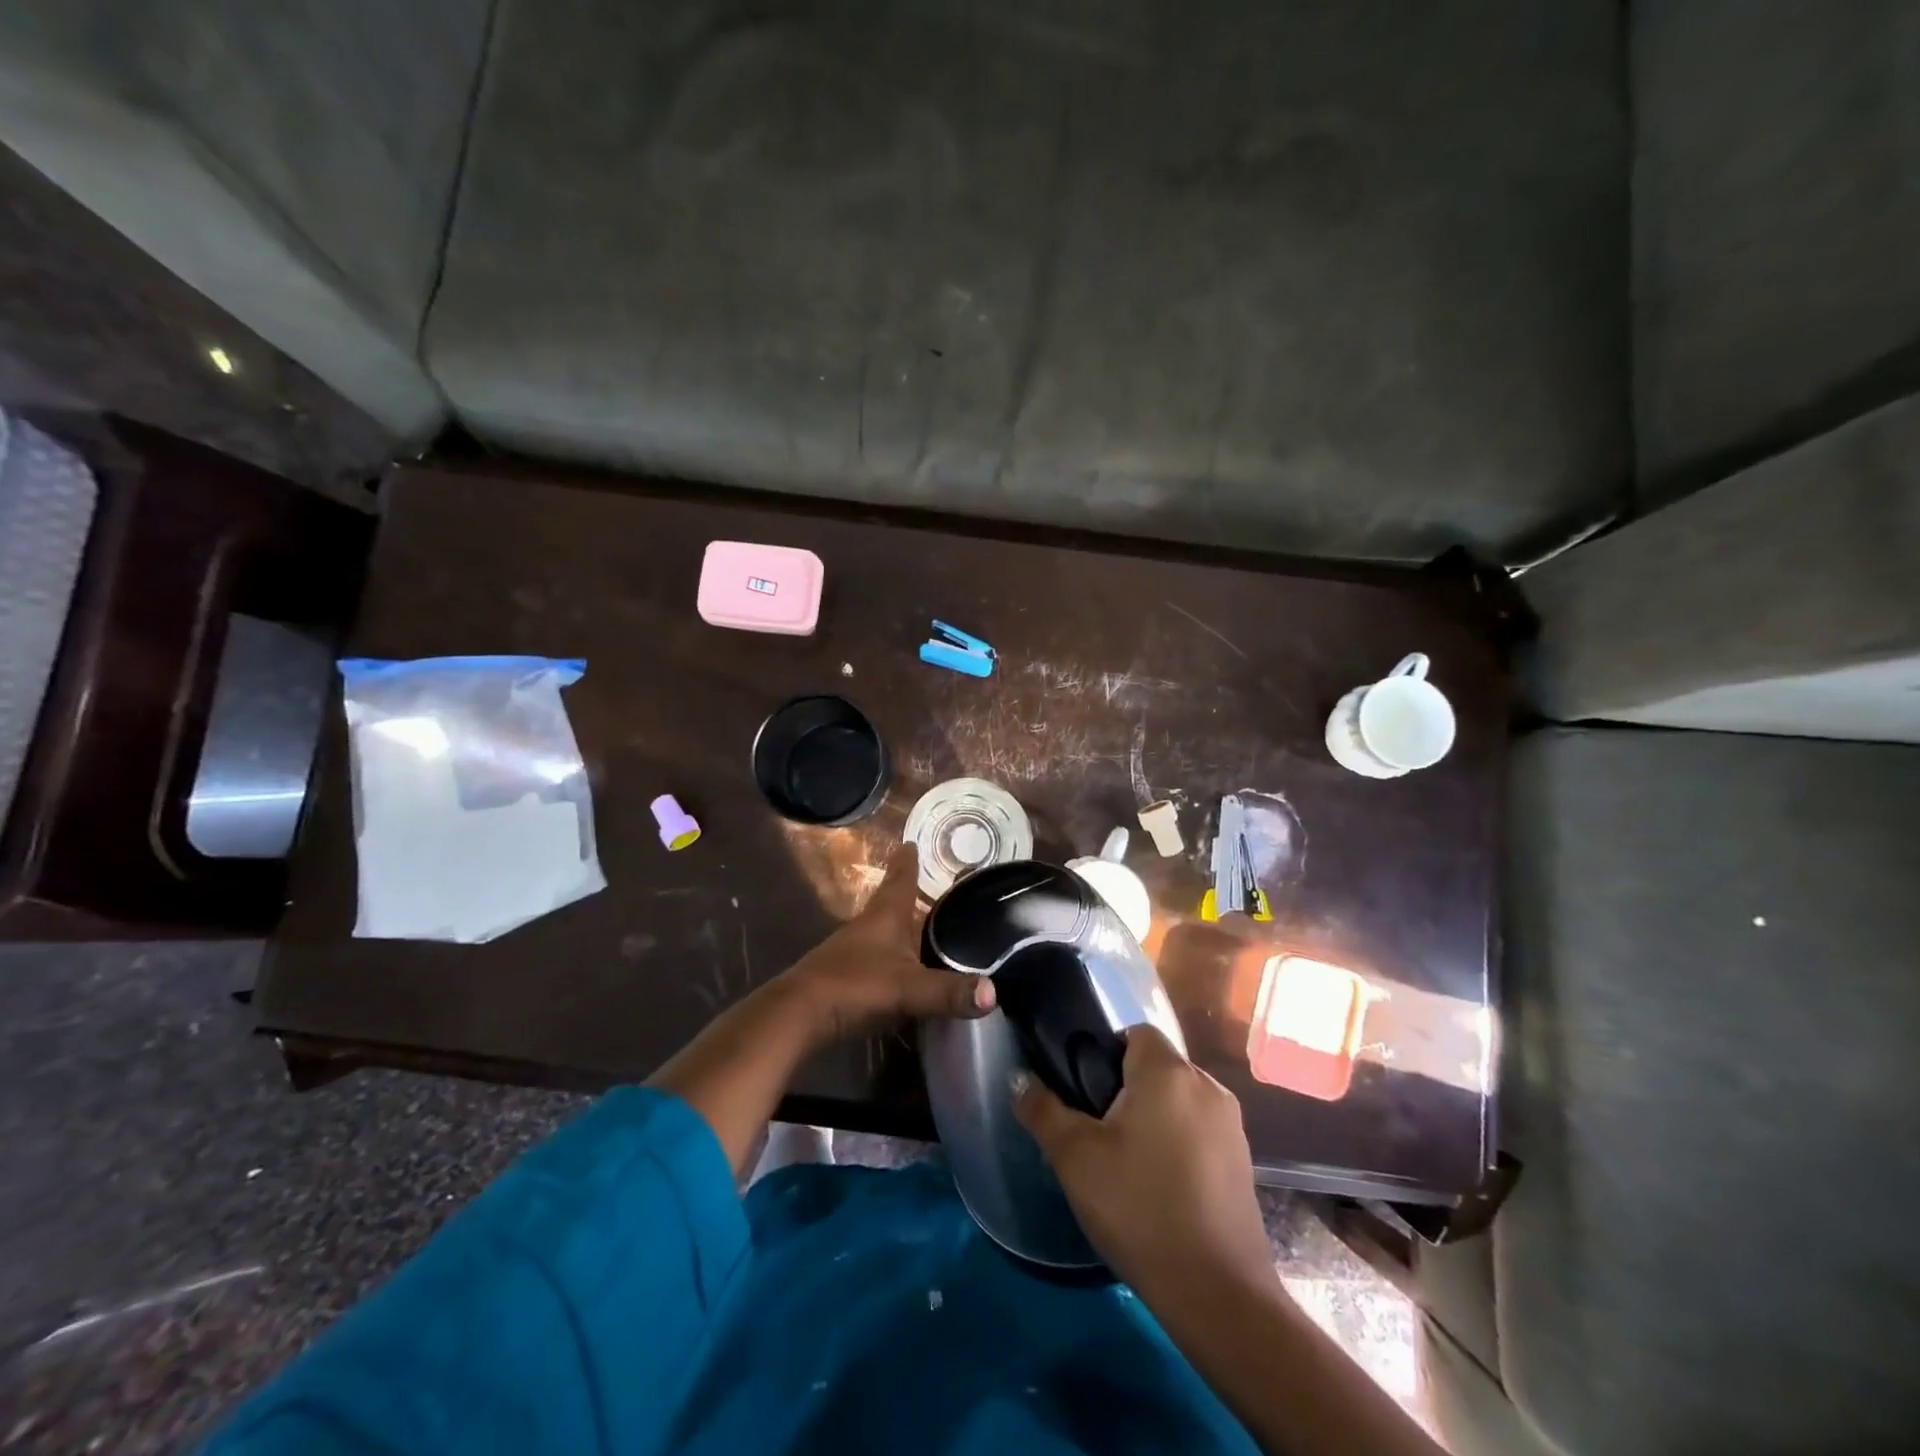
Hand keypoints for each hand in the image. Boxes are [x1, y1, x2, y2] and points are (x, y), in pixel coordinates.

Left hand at [779, 845, 994, 1044]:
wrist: (798, 1016)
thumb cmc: (854, 986)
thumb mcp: (907, 988)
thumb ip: (948, 991)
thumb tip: (993, 992)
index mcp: (884, 917)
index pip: (900, 880)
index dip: (907, 862)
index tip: (911, 842)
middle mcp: (868, 927)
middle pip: (891, 903)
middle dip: (909, 893)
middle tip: (931, 884)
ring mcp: (853, 952)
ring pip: (883, 931)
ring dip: (901, 927)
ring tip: (923, 926)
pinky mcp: (845, 977)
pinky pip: (878, 959)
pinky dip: (893, 958)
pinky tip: (905, 970)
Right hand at [1012, 1026, 1271, 1297]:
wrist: (1217, 1295)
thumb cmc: (1139, 1208)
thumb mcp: (1075, 1158)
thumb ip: (1043, 1109)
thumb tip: (1019, 1078)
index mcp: (1168, 1071)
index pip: (1134, 1033)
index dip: (1104, 1055)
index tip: (1085, 1095)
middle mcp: (1206, 1085)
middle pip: (1156, 1066)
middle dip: (1126, 1090)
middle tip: (1097, 1134)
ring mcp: (1231, 1124)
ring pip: (1178, 1100)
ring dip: (1153, 1118)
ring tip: (1126, 1164)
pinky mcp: (1243, 1161)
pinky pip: (1199, 1131)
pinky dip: (1178, 1144)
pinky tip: (1160, 1188)